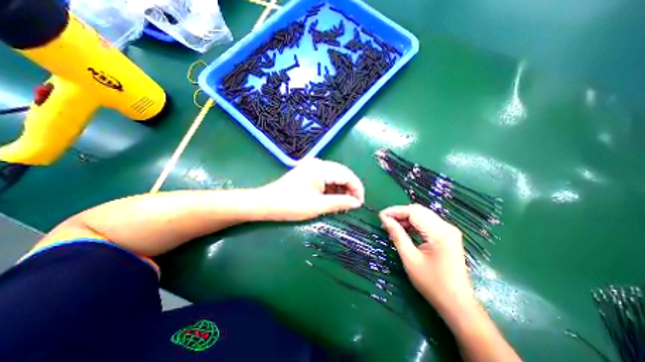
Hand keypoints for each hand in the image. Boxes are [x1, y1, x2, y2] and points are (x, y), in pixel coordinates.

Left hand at [259, 160, 364, 221]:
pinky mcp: (308, 172)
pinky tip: (333, 199)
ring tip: (344, 205)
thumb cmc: (291, 205)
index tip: (361, 203)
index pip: (347, 175)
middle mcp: (318, 163)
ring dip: (341, 190)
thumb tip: (357, 203)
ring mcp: (313, 167)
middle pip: (342, 174)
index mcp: (321, 168)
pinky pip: (326, 179)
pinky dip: (332, 189)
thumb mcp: (318, 206)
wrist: (266, 203)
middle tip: (353, 205)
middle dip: (350, 189)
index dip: (357, 188)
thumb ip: (340, 202)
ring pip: (335, 176)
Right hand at [380, 205, 477, 315]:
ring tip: (392, 225)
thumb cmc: (432, 283)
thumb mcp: (410, 258)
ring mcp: (448, 231)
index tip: (380, 216)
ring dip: (406, 218)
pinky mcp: (447, 235)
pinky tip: (404, 230)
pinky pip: (427, 223)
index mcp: (440, 232)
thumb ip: (397, 235)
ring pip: (422, 215)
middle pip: (419, 211)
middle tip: (385, 220)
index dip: (395, 211)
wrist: (457, 304)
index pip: (414, 212)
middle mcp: (447, 227)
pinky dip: (414, 224)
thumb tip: (385, 219)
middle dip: (400, 213)